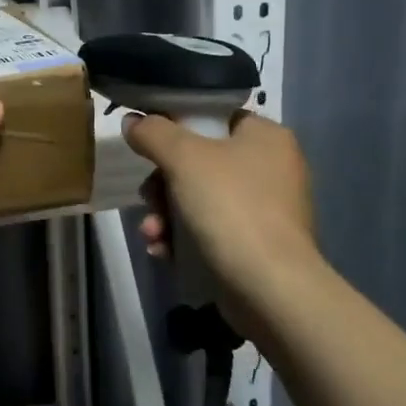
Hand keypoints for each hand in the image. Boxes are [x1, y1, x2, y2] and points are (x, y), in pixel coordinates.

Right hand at [123, 110, 317, 286]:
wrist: (270, 288)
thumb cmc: (230, 207)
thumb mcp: (183, 158)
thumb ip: (153, 133)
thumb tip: (133, 122)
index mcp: (266, 136)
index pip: (214, 117)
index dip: (176, 127)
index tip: (149, 146)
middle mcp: (272, 167)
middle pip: (199, 161)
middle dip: (162, 184)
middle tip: (148, 198)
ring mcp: (266, 208)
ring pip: (199, 197)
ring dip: (166, 214)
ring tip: (152, 232)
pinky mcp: (257, 243)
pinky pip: (210, 228)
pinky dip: (183, 237)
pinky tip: (164, 251)